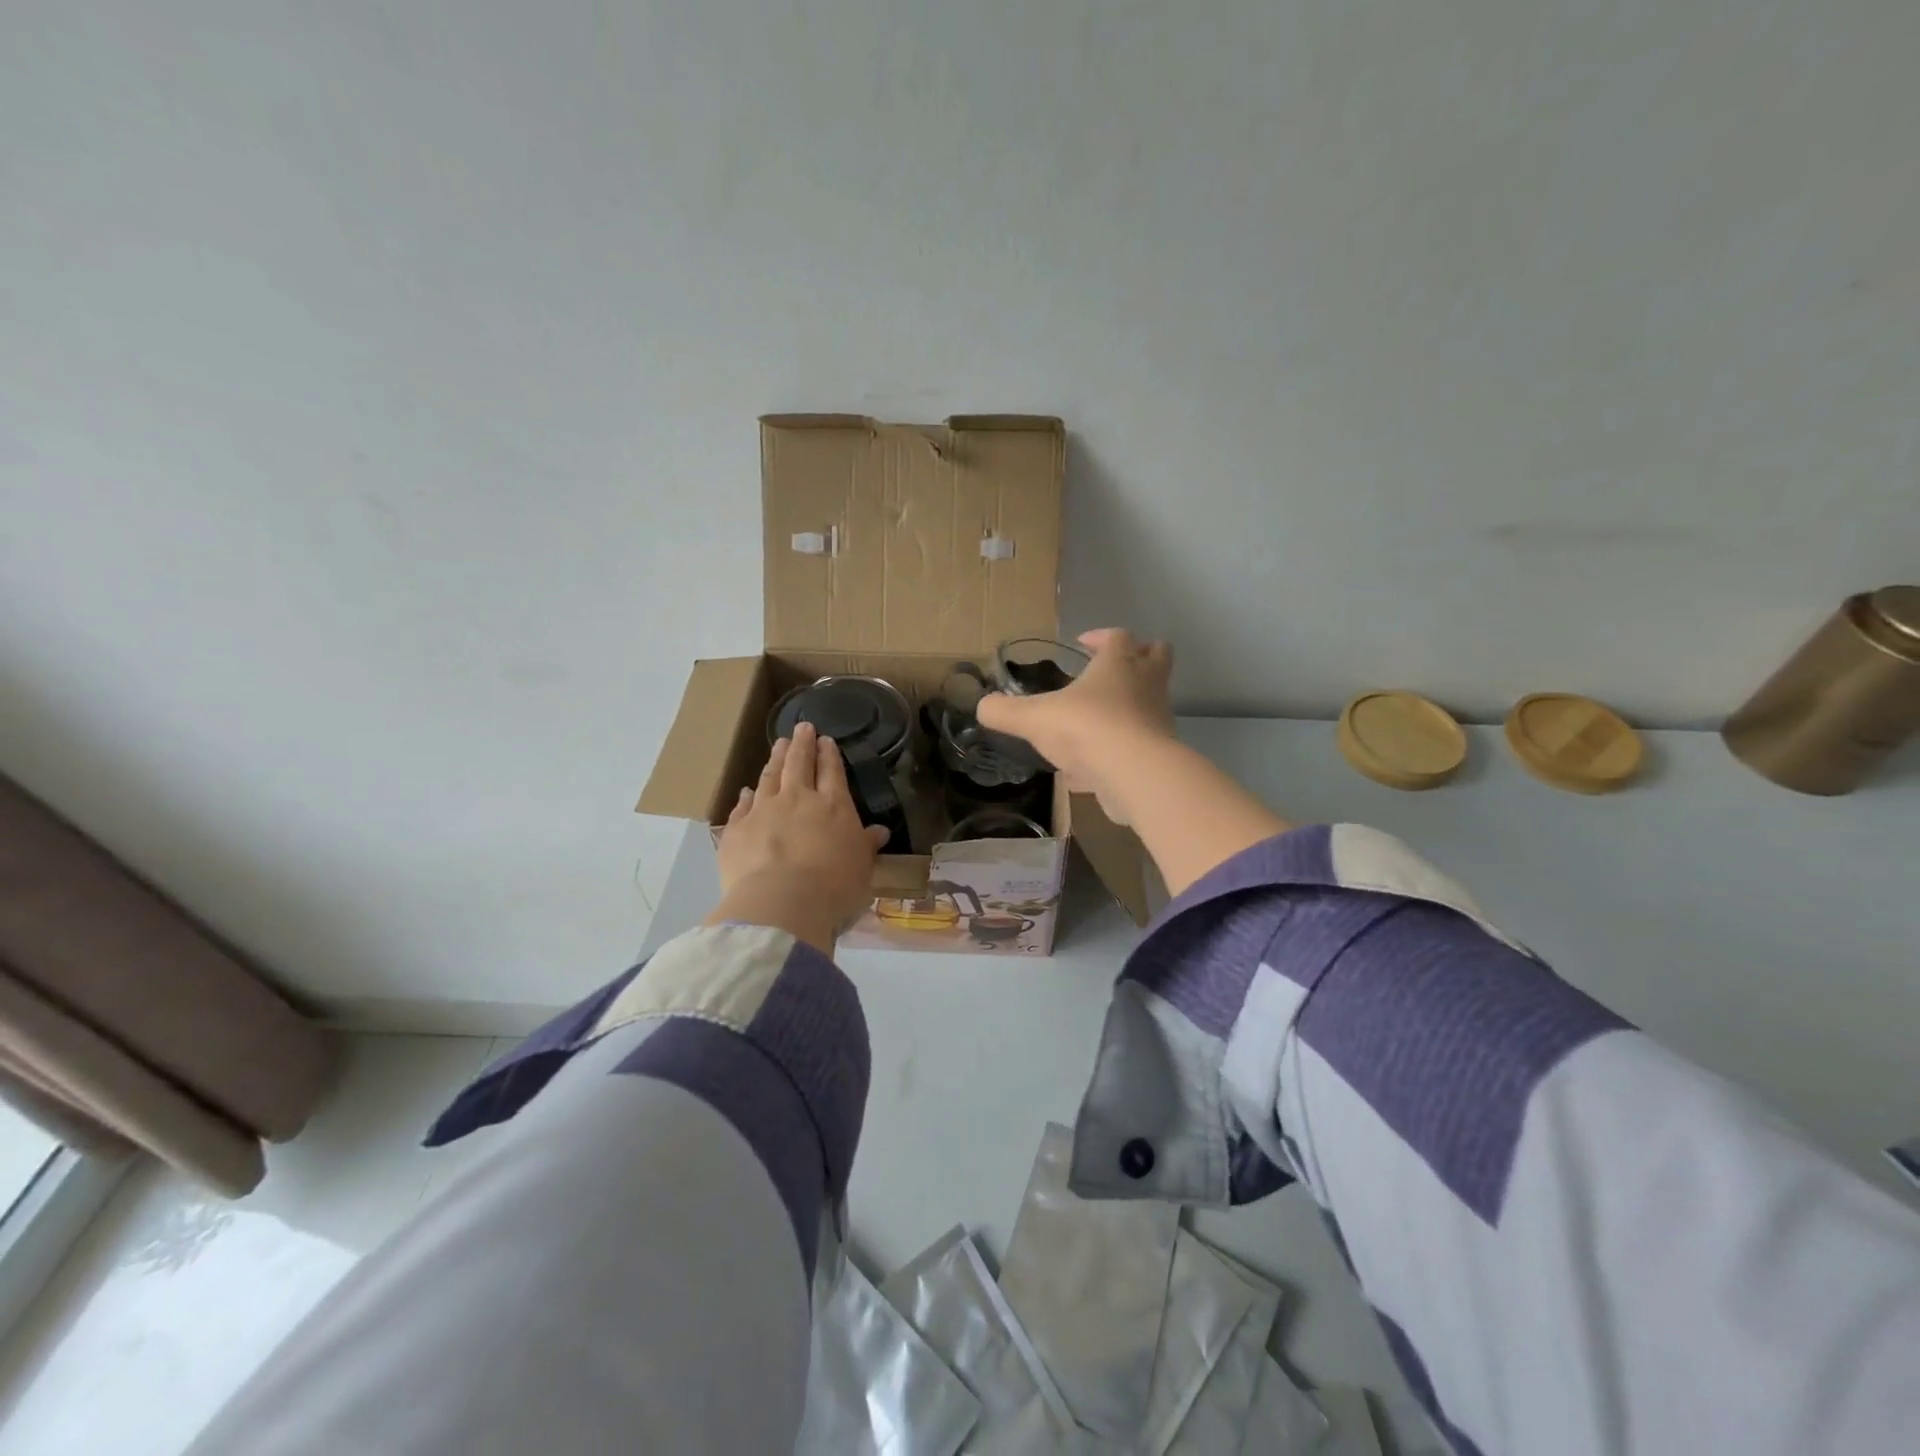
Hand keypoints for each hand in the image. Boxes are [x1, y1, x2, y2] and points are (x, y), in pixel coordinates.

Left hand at [708, 721, 889, 952]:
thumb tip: (879, 832)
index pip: (831, 771)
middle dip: (802, 744)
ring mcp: (763, 811)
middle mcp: (797, 799)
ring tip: (779, 746)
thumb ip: (866, 846)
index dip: (829, 754)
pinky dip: (745, 796)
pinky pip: (741, 806)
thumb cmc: (834, 887)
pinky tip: (746, 790)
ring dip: (775, 759)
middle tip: (802, 728)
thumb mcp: (862, 868)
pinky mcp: (736, 830)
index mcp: (833, 806)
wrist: (781, 903)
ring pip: (769, 777)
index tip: (825, 739)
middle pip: (798, 764)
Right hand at [976, 629, 1174, 822]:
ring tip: (1097, 721)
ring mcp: (1158, 718)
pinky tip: (1093, 769)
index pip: (1118, 636)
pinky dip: (1122, 749)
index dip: (1100, 637)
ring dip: (1130, 705)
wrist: (1135, 774)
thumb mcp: (1034, 718)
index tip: (1081, 644)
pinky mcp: (1161, 752)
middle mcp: (1146, 684)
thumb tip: (982, 706)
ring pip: (1152, 701)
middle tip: (1110, 669)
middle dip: (1139, 656)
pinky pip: (1141, 743)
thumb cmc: (1086, 729)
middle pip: (1157, 656)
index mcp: (1119, 663)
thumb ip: (1005, 712)